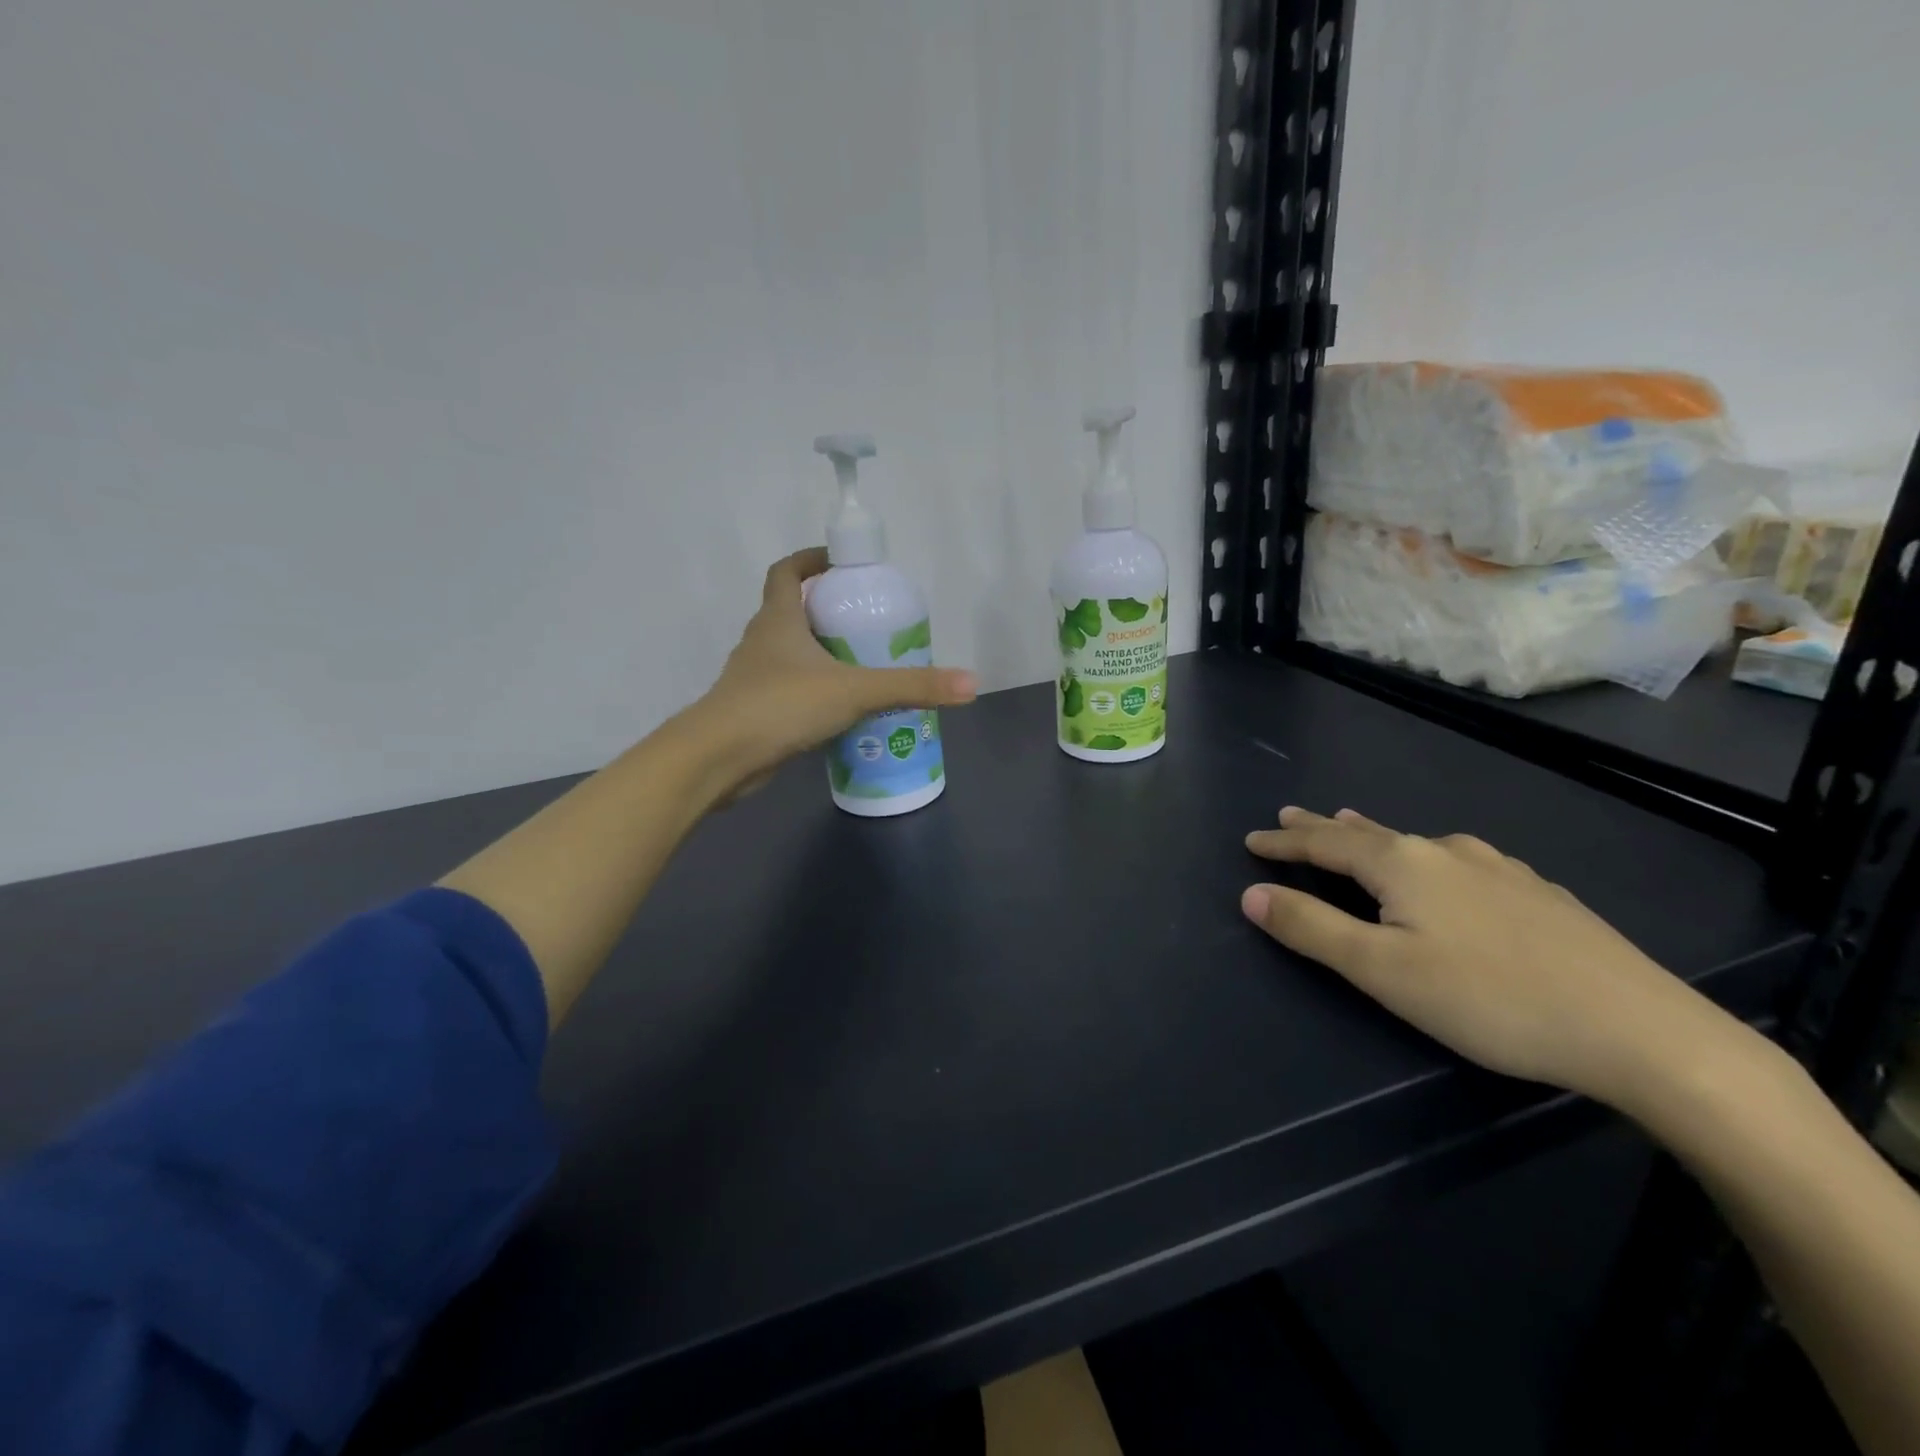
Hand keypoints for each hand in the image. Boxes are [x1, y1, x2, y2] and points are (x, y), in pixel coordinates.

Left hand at [686, 548, 976, 797]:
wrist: (718, 759)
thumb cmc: (781, 705)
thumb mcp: (855, 691)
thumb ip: (911, 687)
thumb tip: (971, 684)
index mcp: (777, 620)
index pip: (785, 572)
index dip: (809, 561)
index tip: (839, 564)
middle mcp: (760, 642)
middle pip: (789, 613)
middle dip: (825, 612)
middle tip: (865, 622)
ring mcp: (753, 679)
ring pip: (788, 656)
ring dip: (819, 655)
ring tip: (861, 666)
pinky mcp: (754, 713)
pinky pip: (787, 692)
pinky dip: (812, 693)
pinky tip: (840, 713)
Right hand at [1240, 807, 1740, 1106]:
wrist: (1642, 1031)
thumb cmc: (1490, 1000)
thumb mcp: (1382, 972)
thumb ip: (1312, 929)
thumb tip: (1253, 893)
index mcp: (1402, 865)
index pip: (1324, 844)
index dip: (1284, 841)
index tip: (1251, 839)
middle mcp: (1446, 852)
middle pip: (1368, 834)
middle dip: (1323, 827)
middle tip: (1293, 815)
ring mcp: (1499, 868)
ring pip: (1417, 843)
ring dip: (1375, 837)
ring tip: (1355, 828)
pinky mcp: (1539, 893)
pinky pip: (1461, 860)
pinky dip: (1428, 856)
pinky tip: (1448, 868)